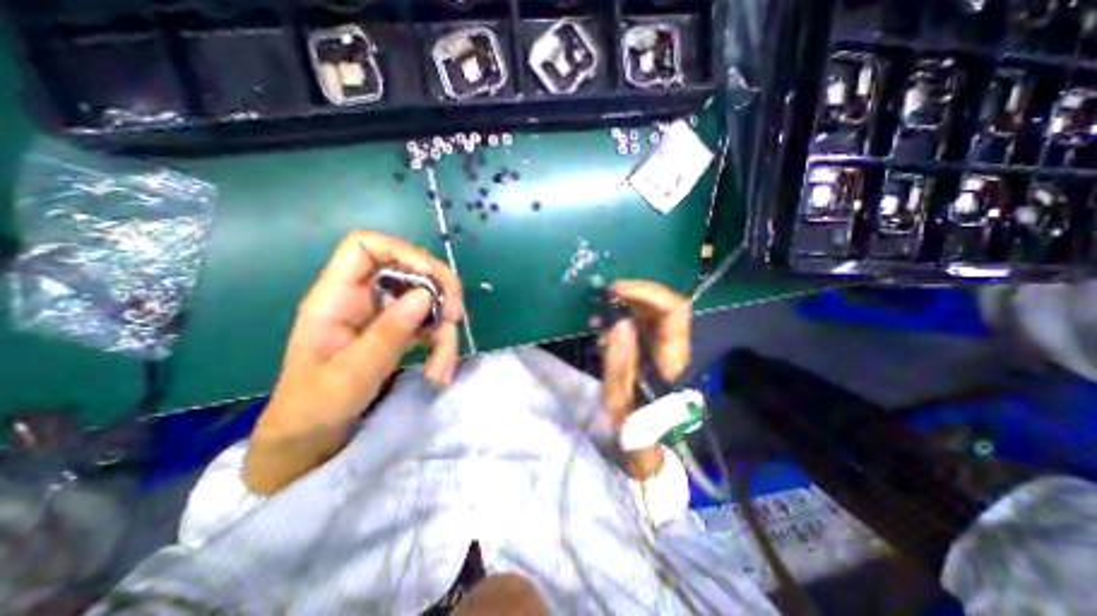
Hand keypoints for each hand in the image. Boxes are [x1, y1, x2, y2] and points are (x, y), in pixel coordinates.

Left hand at [246, 232, 463, 495]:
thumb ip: (388, 334)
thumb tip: (424, 295)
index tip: (430, 277)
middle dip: (439, 290)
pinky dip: (441, 344)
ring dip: (444, 330)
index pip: (366, 247)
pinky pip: (430, 324)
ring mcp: (384, 314)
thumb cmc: (316, 407)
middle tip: (456, 316)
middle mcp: (364, 297)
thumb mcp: (352, 373)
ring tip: (443, 368)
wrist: (312, 437)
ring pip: (428, 301)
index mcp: (337, 297)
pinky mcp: (399, 331)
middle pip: (410, 269)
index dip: (402, 251)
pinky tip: (440, 372)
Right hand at [603, 278, 686, 480]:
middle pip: (664, 305)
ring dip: (625, 306)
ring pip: (652, 312)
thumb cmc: (634, 436)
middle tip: (602, 298)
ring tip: (599, 316)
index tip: (614, 291)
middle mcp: (676, 350)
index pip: (673, 311)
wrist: (645, 453)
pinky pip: (641, 324)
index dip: (646, 293)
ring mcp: (666, 349)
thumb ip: (620, 363)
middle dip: (632, 295)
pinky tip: (604, 331)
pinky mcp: (654, 352)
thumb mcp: (620, 403)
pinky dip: (621, 319)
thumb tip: (620, 322)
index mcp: (674, 362)